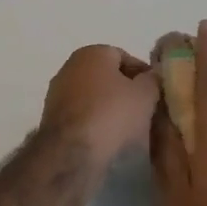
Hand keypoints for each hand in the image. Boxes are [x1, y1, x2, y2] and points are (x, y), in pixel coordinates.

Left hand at [39, 45, 160, 174]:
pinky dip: (94, 122)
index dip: (142, 74)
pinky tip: (106, 138)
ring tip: (127, 129)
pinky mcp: (51, 118)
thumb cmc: (112, 114)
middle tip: (143, 110)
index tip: (155, 93)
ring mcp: (57, 93)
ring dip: (108, 108)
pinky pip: (81, 115)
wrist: (72, 153)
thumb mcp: (145, 94)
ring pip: (92, 97)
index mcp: (92, 53)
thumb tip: (151, 76)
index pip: (124, 57)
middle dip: (124, 91)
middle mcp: (70, 66)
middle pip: (106, 77)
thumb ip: (152, 80)